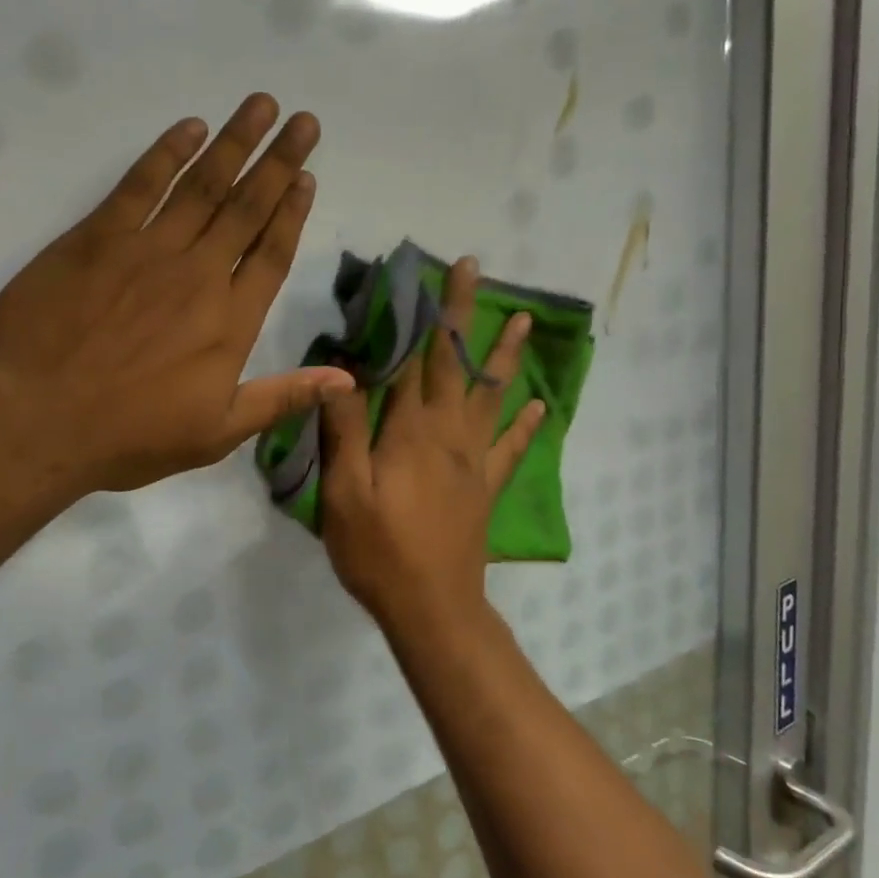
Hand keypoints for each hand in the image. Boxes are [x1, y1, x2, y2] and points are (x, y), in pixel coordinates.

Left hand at [0, 94, 353, 493]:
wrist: (36, 421)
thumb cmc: (130, 435)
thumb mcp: (218, 433)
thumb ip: (283, 398)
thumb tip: (347, 381)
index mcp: (230, 322)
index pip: (271, 254)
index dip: (292, 213)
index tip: (308, 176)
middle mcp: (199, 275)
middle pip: (247, 208)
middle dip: (278, 162)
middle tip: (304, 121)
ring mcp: (148, 250)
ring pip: (203, 186)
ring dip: (234, 143)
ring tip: (262, 106)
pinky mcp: (97, 238)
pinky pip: (140, 185)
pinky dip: (167, 153)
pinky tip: (190, 128)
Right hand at [321, 256, 545, 633]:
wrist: (432, 608)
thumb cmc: (379, 551)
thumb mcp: (344, 492)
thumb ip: (345, 431)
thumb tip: (341, 373)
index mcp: (412, 431)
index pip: (418, 359)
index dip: (426, 314)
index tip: (434, 272)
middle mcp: (449, 434)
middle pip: (457, 364)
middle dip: (464, 314)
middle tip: (477, 270)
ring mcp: (474, 461)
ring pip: (491, 396)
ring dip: (504, 356)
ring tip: (523, 322)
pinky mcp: (485, 487)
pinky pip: (510, 450)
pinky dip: (523, 426)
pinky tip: (537, 408)